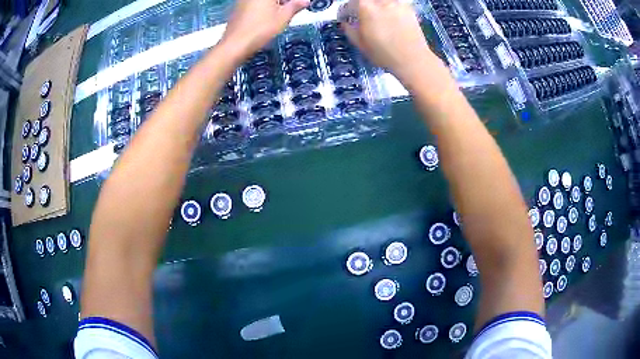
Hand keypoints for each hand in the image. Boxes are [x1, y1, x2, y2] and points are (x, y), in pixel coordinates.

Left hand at [221, 0, 309, 58]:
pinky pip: (254, 4)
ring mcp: (243, 1)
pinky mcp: (237, 8)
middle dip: (283, 2)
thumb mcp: (283, 17)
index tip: (299, 5)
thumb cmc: (260, 29)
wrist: (235, 45)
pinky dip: (263, 8)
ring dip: (274, 5)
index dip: (293, 2)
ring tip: (281, 14)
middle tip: (292, 9)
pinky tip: (267, 18)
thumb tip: (305, 1)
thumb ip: (295, 6)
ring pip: (263, 1)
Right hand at [339, 0, 441, 82]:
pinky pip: (395, 3)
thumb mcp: (361, 44)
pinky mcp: (408, 9)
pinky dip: (391, 7)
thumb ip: (350, 30)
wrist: (412, 60)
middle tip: (361, 14)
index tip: (345, 17)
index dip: (345, 11)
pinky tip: (390, 16)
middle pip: (367, 0)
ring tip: (377, 15)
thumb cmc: (386, 54)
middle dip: (361, 6)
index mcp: (365, 7)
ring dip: (376, 5)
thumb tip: (346, 25)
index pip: (349, 4)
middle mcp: (381, 2)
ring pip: (381, 1)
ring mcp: (396, 4)